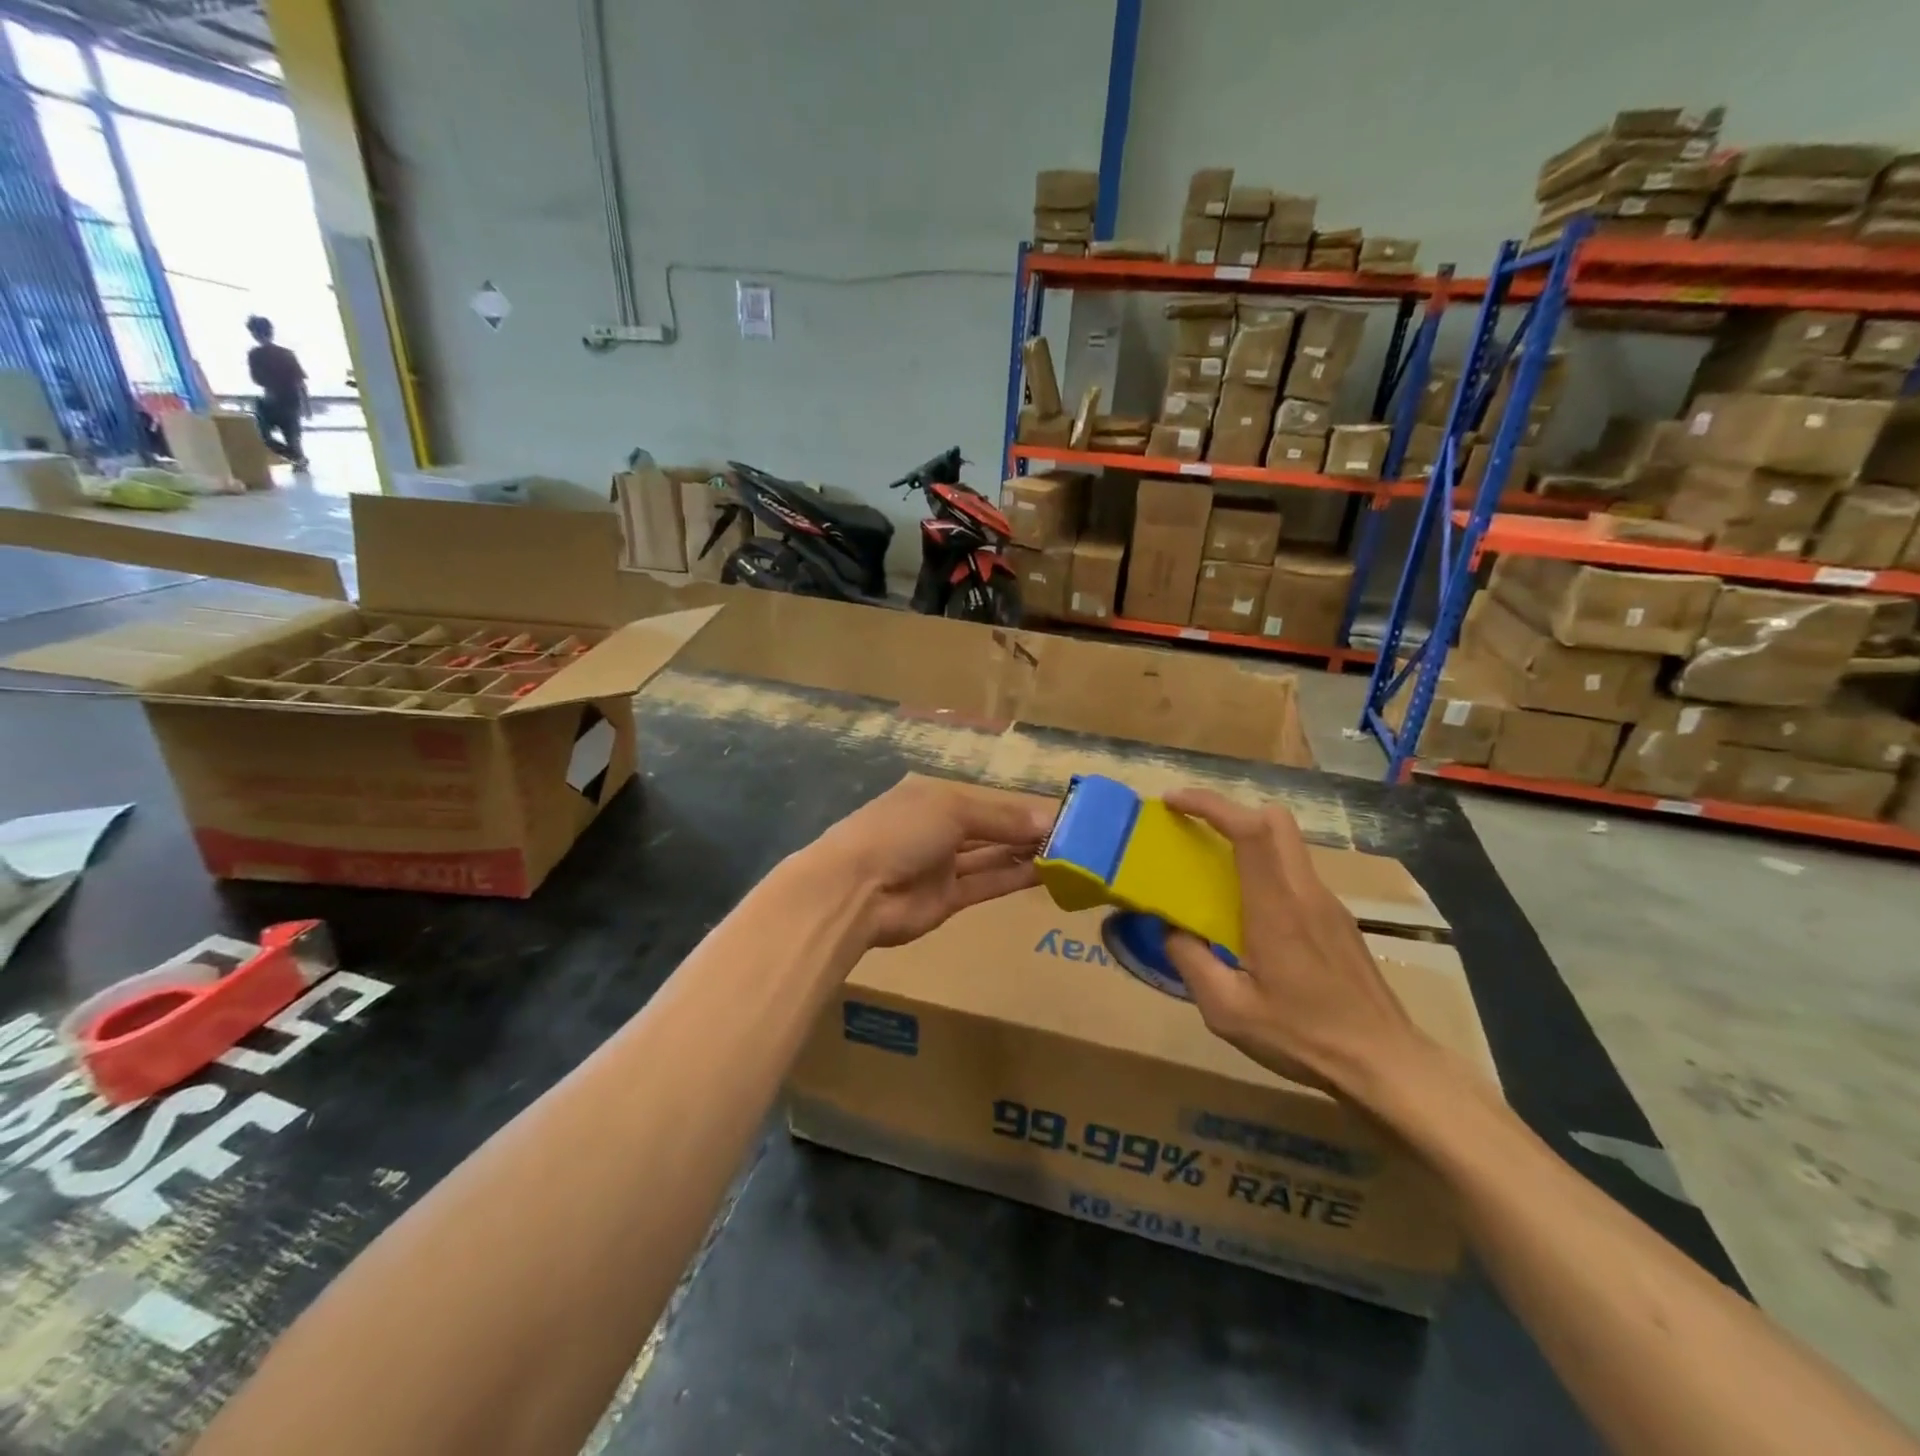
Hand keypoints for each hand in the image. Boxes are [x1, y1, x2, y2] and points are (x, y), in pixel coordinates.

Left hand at [810, 777, 1051, 948]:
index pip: (987, 801)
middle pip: (991, 829)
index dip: (1021, 808)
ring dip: (1026, 854)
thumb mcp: (952, 810)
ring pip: (992, 857)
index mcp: (934, 798)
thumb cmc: (900, 832)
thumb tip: (1049, 819)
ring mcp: (942, 866)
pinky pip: (987, 884)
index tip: (1062, 813)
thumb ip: (1001, 818)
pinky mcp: (948, 899)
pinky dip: (1015, 877)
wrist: (854, 891)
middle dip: (1027, 831)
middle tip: (1074, 836)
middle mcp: (939, 829)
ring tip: (1069, 854)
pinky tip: (1047, 873)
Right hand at [1163, 789, 1425, 1096]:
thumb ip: (1190, 961)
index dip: (1210, 805)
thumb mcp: (1228, 1010)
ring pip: (1287, 843)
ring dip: (1248, 837)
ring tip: (1212, 868)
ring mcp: (1328, 904)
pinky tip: (1248, 911)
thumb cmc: (1303, 1036)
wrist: (1386, 1065)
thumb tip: (1169, 928)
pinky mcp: (1338, 920)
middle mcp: (1305, 892)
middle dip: (1229, 809)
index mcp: (1277, 907)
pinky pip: (1295, 872)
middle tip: (1191, 827)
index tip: (1173, 801)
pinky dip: (1265, 867)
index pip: (1250, 830)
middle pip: (1275, 820)